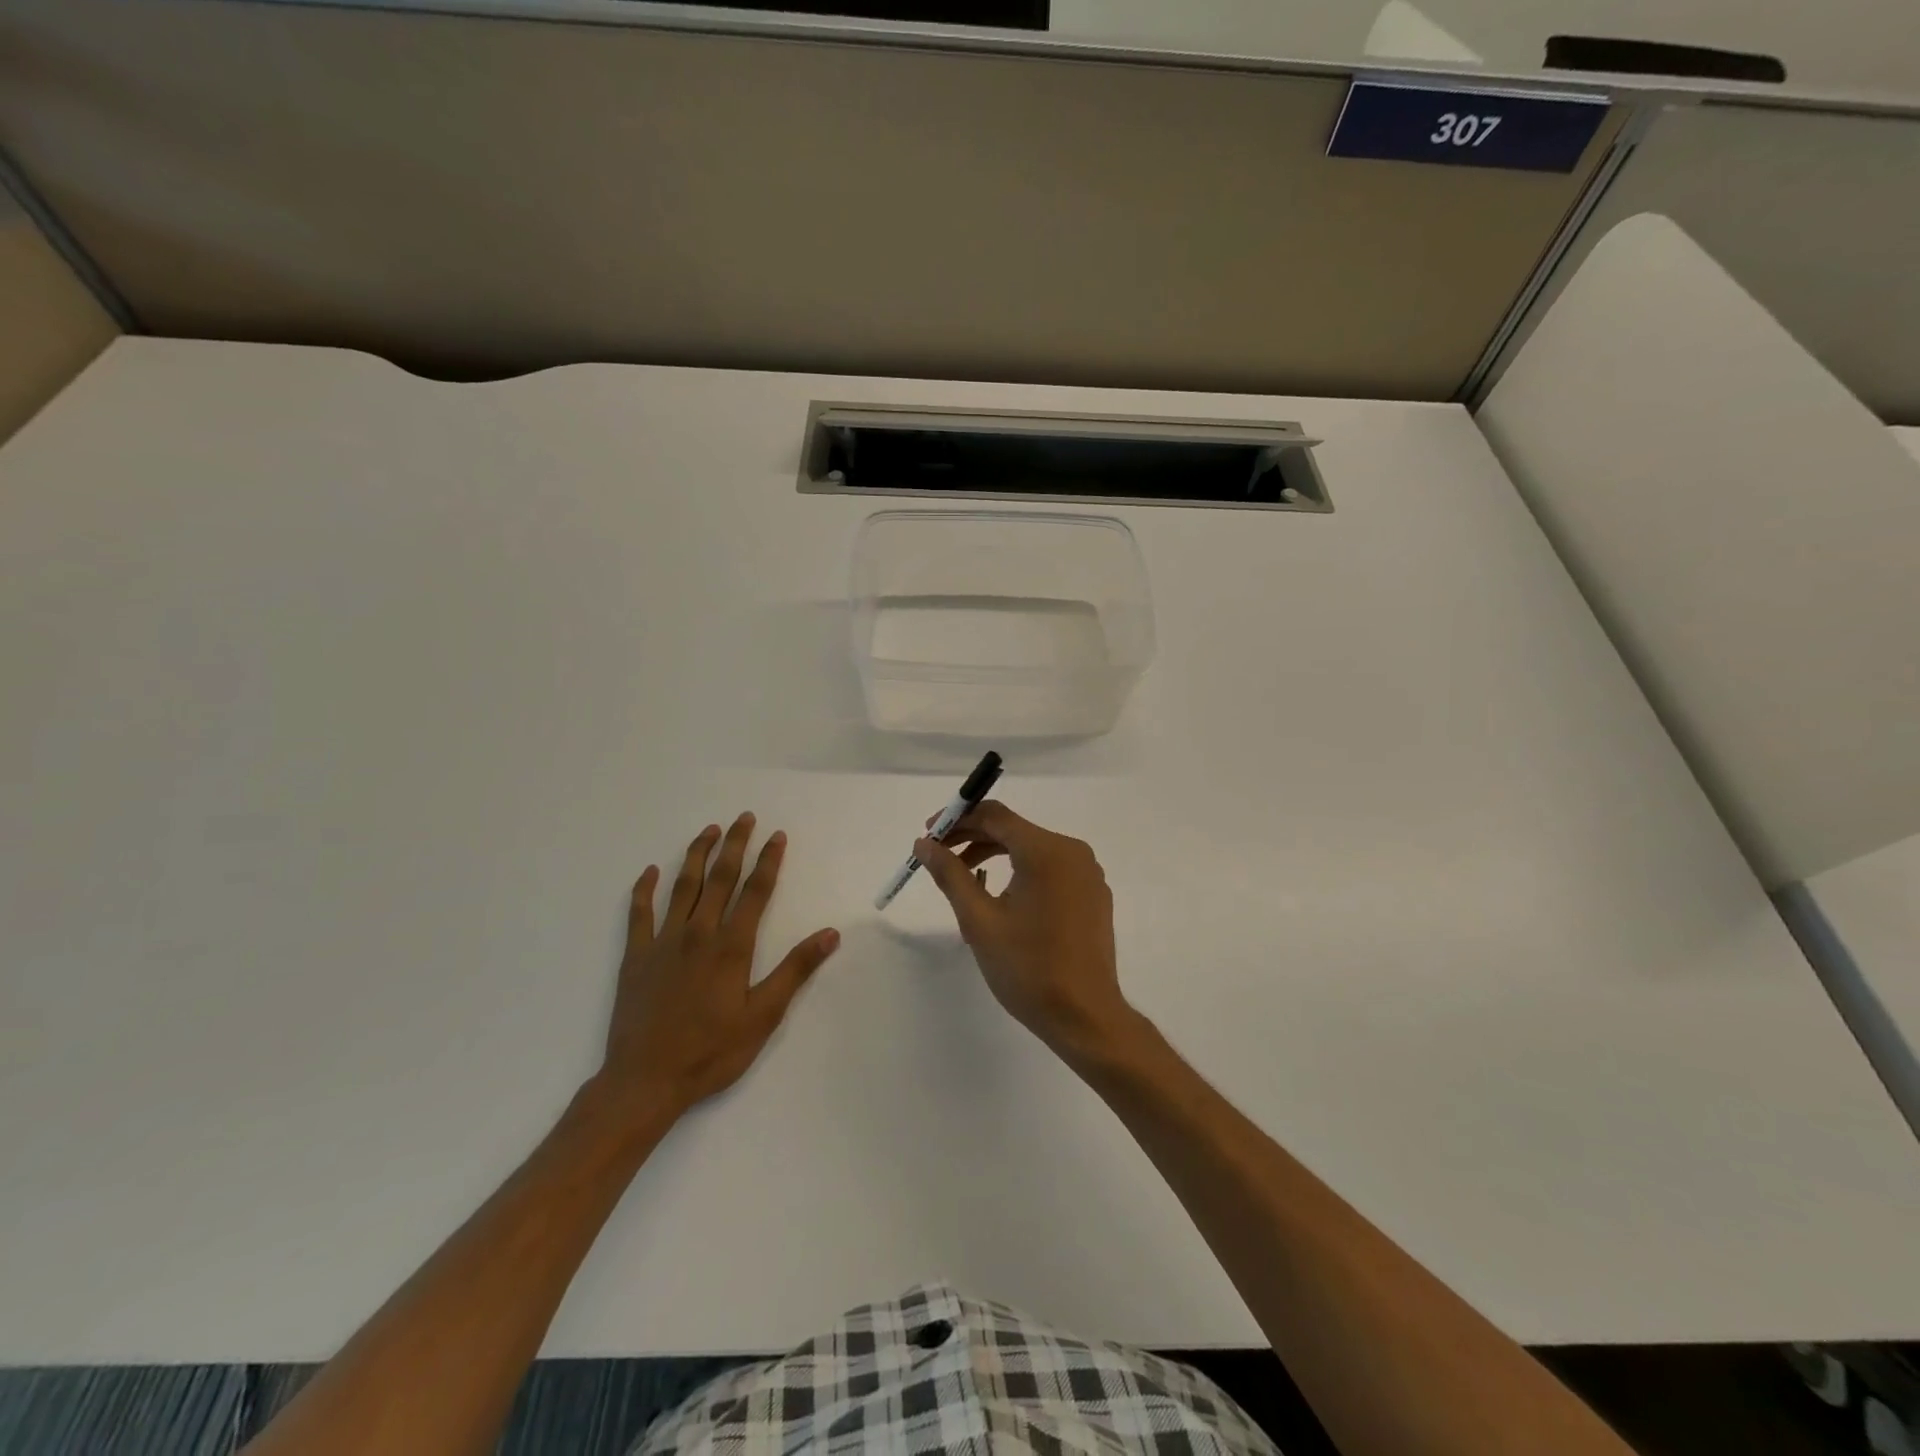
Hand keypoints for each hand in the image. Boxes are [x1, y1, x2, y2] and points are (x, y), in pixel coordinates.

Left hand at [597, 813, 838, 1120]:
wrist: (645, 1081)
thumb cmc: (711, 1051)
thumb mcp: (764, 1016)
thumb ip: (795, 970)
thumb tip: (830, 934)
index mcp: (731, 946)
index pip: (755, 891)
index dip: (768, 861)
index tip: (777, 835)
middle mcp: (698, 933)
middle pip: (720, 878)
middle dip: (734, 845)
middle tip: (744, 817)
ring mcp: (663, 941)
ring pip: (683, 886)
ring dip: (697, 855)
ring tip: (708, 830)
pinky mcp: (636, 956)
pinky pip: (639, 913)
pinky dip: (643, 889)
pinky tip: (650, 871)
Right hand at [914, 801, 1130, 1056]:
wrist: (1085, 1017)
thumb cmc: (1028, 968)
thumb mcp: (979, 921)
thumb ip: (950, 875)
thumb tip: (924, 844)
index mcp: (1046, 851)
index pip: (995, 815)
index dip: (958, 819)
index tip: (929, 834)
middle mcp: (1072, 852)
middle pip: (1014, 830)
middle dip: (973, 838)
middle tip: (938, 857)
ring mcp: (1087, 874)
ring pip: (1032, 850)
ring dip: (995, 856)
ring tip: (963, 880)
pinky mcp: (1093, 894)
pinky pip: (1051, 869)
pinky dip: (1021, 872)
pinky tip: (1001, 898)